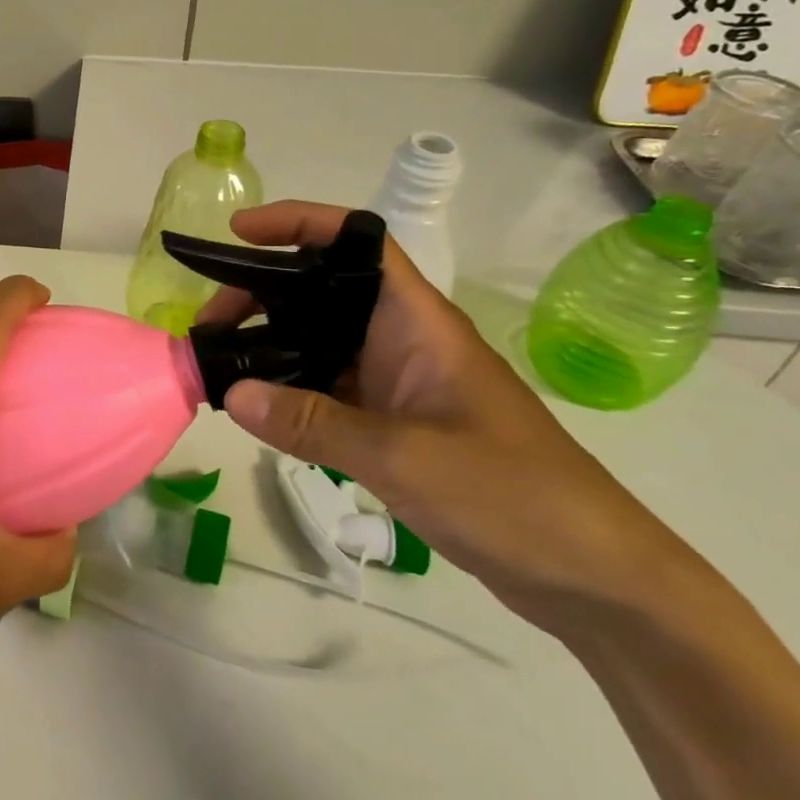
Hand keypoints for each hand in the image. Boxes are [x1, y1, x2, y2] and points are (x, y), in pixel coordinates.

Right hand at [202, 202, 698, 632]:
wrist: (592, 576)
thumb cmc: (512, 495)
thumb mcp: (404, 457)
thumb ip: (312, 424)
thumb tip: (230, 394)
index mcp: (416, 322)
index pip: (354, 242)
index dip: (297, 223)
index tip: (238, 234)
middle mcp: (402, 340)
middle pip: (319, 293)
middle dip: (260, 296)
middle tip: (208, 327)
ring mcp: (397, 383)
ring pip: (318, 344)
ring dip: (268, 346)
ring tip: (217, 366)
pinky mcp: (394, 424)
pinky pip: (326, 391)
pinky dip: (287, 392)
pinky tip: (254, 411)